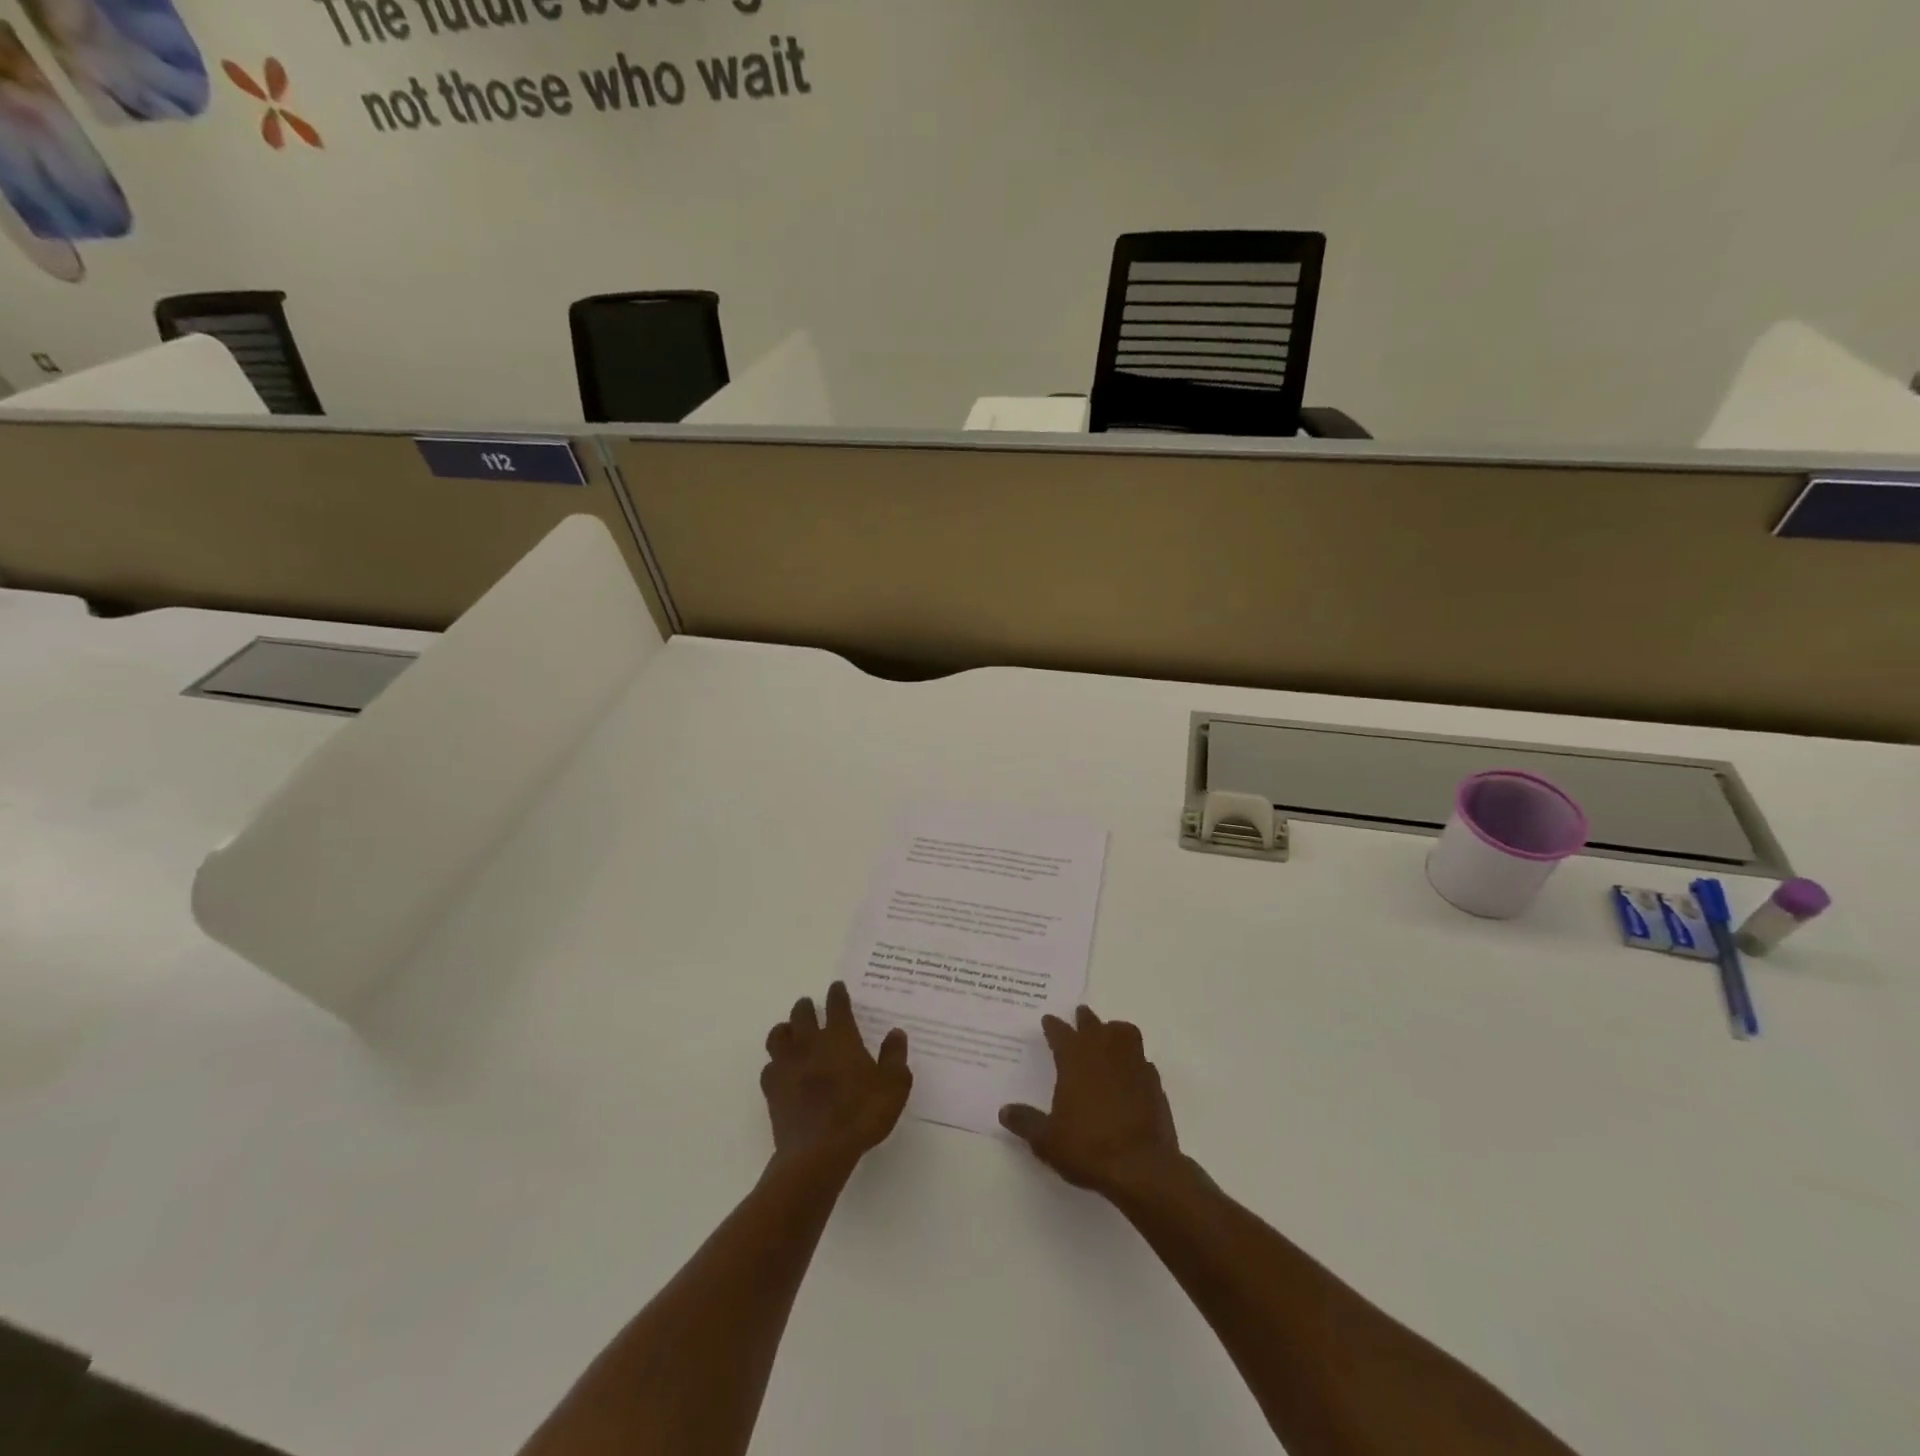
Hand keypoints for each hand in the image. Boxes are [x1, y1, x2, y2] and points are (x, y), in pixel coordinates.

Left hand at [762, 981, 910, 1175]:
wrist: (818, 1152)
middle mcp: (810, 1043)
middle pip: (801, 1013)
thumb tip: (896, 1033)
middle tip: (810, 1007)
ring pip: (778, 1035)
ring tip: (791, 1033)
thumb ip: (895, 1057)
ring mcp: (787, 1065)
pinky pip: (769, 1067)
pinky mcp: (772, 1089)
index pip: (837, 1005)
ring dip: (785, 1030)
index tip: (837, 987)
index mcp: (840, 1037)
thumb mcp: (894, 1086)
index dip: (837, 994)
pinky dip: (775, 1064)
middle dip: (806, 1007)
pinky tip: (782, 1071)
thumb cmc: (861, 1114)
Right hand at [1000, 1005, 1183, 1199]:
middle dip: (1084, 1019)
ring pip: (1124, 1033)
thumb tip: (1004, 1111)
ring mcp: (1133, 1065)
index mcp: (1075, 1060)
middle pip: (1093, 1024)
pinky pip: (1143, 1060)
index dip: (1053, 1026)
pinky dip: (1134, 1060)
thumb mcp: (1047, 1139)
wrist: (1141, 1167)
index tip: (1048, 1020)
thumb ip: (1026, 1122)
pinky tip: (1131, 1071)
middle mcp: (1104, 1053)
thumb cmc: (1088, 1147)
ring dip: (1114, 1030)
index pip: (1060, 1033)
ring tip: (1109, 1034)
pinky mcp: (1154, 1083)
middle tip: (1079, 1014)